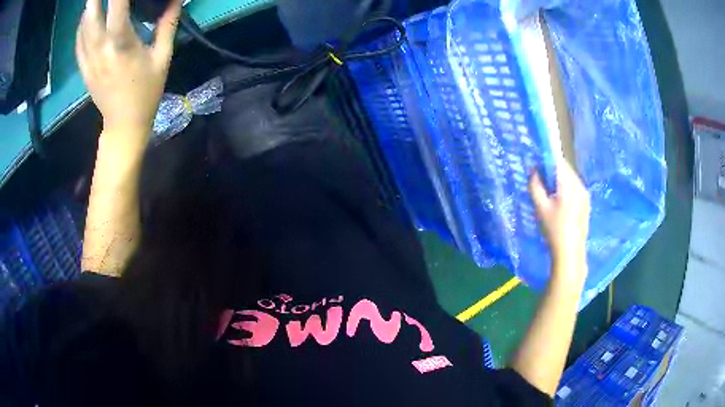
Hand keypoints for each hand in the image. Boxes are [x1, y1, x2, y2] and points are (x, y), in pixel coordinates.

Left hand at [76, 0, 181, 133]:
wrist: (124, 124)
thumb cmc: (146, 91)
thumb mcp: (162, 58)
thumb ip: (167, 26)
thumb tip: (175, 0)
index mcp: (122, 46)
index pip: (117, 9)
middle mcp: (101, 50)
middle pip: (91, 17)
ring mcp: (89, 61)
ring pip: (83, 28)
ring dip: (88, 7)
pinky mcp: (84, 69)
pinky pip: (78, 43)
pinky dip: (81, 27)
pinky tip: (86, 16)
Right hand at [529, 159, 590, 283]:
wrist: (570, 252)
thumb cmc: (554, 229)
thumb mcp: (540, 207)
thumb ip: (535, 186)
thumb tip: (533, 170)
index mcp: (569, 184)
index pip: (558, 161)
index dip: (547, 159)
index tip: (536, 164)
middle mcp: (580, 185)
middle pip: (566, 170)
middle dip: (553, 171)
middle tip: (541, 180)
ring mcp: (585, 195)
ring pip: (571, 179)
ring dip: (560, 181)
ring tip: (550, 193)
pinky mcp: (586, 203)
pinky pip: (575, 189)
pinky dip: (566, 189)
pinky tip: (559, 204)